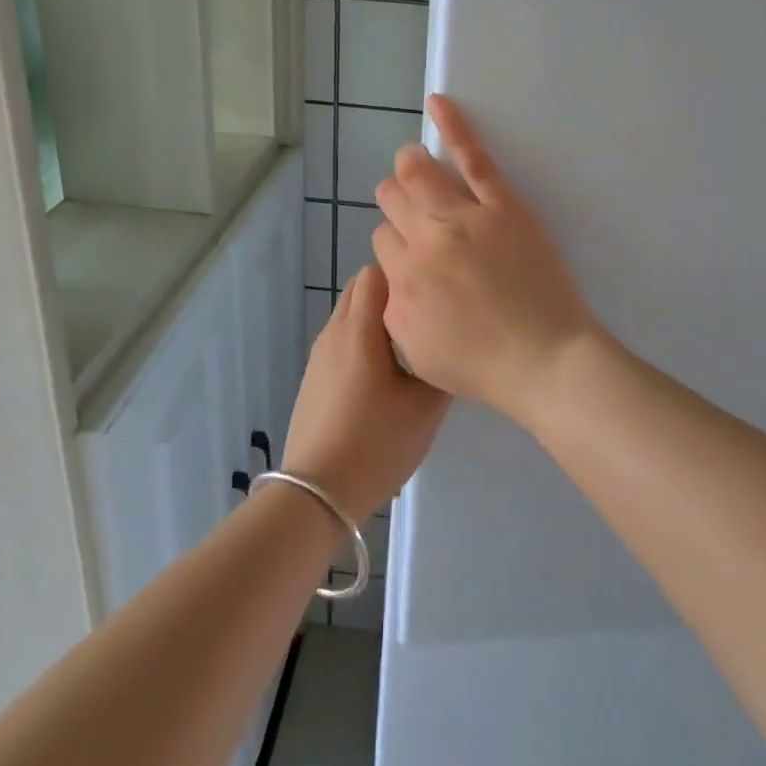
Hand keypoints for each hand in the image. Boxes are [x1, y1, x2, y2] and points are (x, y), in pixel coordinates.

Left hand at [282, 264, 448, 522]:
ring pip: (351, 315)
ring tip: (410, 348)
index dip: (405, 276)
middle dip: (393, 294)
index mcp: (359, 329)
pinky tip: (385, 376)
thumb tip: (451, 343)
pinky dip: (364, 341)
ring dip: (378, 320)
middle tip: (426, 319)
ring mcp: (320, 355)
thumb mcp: (426, 407)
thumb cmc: (376, 444)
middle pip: (361, 289)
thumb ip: (442, 365)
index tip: (432, 294)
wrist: (317, 493)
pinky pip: (343, 341)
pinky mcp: (314, 377)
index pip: (376, 272)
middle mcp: (333, 332)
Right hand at [372, 95, 602, 420]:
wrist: (545, 361)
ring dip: (409, 166)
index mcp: (402, 282)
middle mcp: (424, 243)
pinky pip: (472, 157)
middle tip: (414, 211)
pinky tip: (438, 103)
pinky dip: (453, 126)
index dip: (396, 243)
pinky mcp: (502, 206)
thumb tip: (393, 276)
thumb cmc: (484, 366)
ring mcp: (464, 219)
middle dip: (396, 200)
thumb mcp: (418, 351)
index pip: (382, 239)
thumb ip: (395, 309)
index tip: (415, 252)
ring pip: (417, 174)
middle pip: (393, 200)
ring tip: (414, 163)